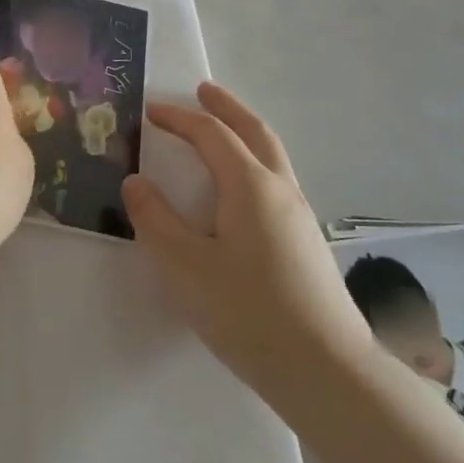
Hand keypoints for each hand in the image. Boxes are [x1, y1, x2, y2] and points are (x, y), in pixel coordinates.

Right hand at [121, 83, 373, 403]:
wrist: (327, 372)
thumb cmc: (248, 312)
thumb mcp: (185, 265)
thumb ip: (155, 219)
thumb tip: (136, 182)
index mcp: (250, 186)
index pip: (211, 135)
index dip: (179, 118)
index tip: (151, 110)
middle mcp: (280, 190)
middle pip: (255, 132)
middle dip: (227, 108)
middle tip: (203, 90)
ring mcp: (299, 217)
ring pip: (272, 156)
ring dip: (244, 133)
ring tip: (221, 131)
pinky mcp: (306, 243)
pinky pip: (275, 182)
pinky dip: (253, 163)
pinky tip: (240, 191)